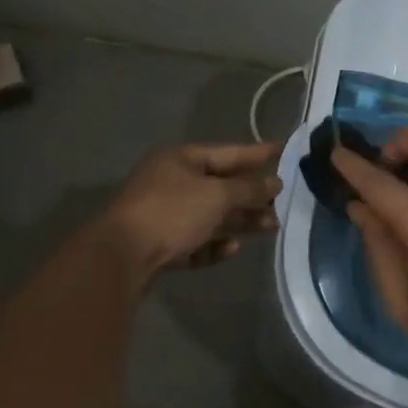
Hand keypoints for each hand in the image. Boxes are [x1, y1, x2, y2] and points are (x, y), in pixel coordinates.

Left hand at [101, 141, 281, 280]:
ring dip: (241, 221)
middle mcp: (172, 182)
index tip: (286, 150)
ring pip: (212, 215)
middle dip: (253, 195)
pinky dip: (215, 244)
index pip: (229, 152)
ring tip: (271, 227)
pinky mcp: (161, 244)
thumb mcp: (217, 196)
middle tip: (283, 203)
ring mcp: (164, 214)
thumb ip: (249, 189)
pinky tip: (232, 248)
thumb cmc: (172, 212)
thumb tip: (275, 182)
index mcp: (181, 159)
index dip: (259, 152)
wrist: (121, 257)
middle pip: (221, 186)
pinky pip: (196, 241)